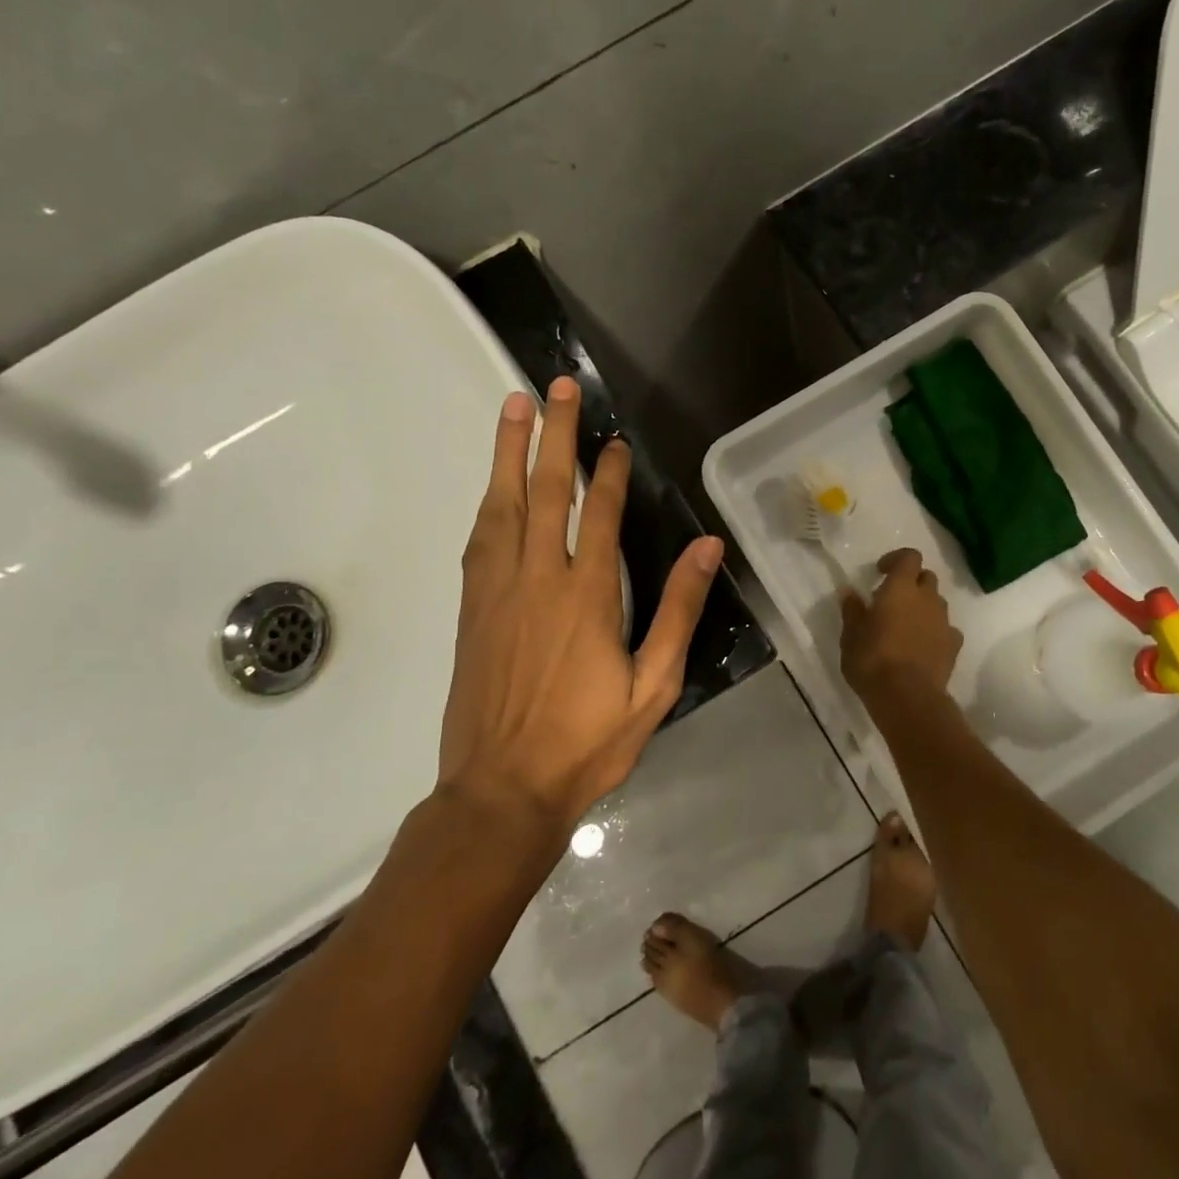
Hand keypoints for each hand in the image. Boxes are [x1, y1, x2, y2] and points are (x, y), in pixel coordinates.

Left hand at [439, 376, 722, 830]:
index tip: (613, 439)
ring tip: (511, 407)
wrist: (501, 791)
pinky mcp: (471, 610)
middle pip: (543, 491)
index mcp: (586, 596)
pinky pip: (479, 540)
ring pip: (500, 506)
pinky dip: (487, 502)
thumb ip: (678, 611)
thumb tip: (706, 548)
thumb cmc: (587, 742)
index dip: (607, 471)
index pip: (599, 514)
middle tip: (552, 387)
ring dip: (507, 452)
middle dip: (550, 435)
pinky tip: (491, 486)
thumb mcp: (653, 685)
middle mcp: (537, 579)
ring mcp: (497, 592)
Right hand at [840, 548, 962, 698]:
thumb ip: (852, 610)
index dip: (896, 559)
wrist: (908, 698)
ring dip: (924, 607)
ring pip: (938, 603)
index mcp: (901, 588)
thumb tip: (849, 592)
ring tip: (906, 626)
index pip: (910, 556)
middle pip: (926, 577)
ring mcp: (944, 622)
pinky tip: (922, 647)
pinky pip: (946, 630)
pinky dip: (935, 632)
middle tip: (893, 600)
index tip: (881, 572)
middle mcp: (928, 598)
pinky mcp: (954, 646)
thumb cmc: (872, 660)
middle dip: (912, 583)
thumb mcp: (851, 635)